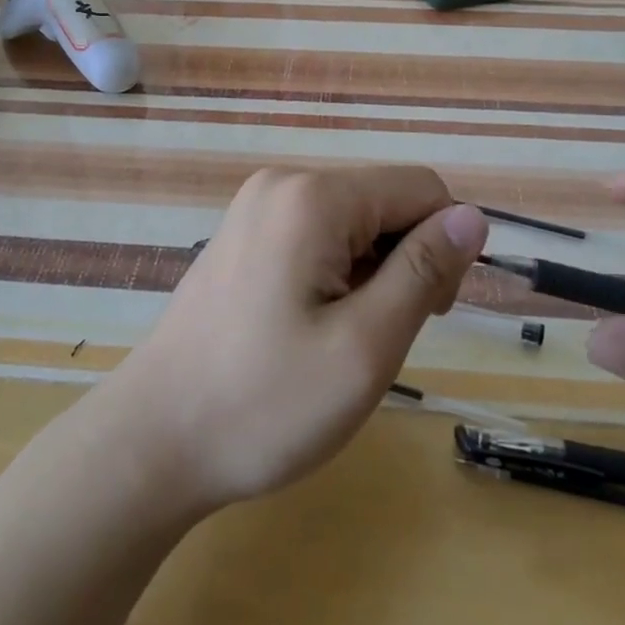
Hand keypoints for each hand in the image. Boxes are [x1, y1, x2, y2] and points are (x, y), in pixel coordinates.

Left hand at [104, 166, 488, 512]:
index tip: (430, 314)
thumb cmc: (264, 403)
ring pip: (353, 222)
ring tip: (340, 339)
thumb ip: (424, 271)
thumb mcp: (365, 345)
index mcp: (314, 196)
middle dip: (404, 261)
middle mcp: (283, 183)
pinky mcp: (242, 234)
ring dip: (370, 273)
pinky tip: (310, 327)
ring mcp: (256, 207)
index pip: (421, 189)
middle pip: (384, 202)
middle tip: (379, 338)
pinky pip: (316, 235)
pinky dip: (335, 274)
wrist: (152, 441)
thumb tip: (472, 216)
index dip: (444, 247)